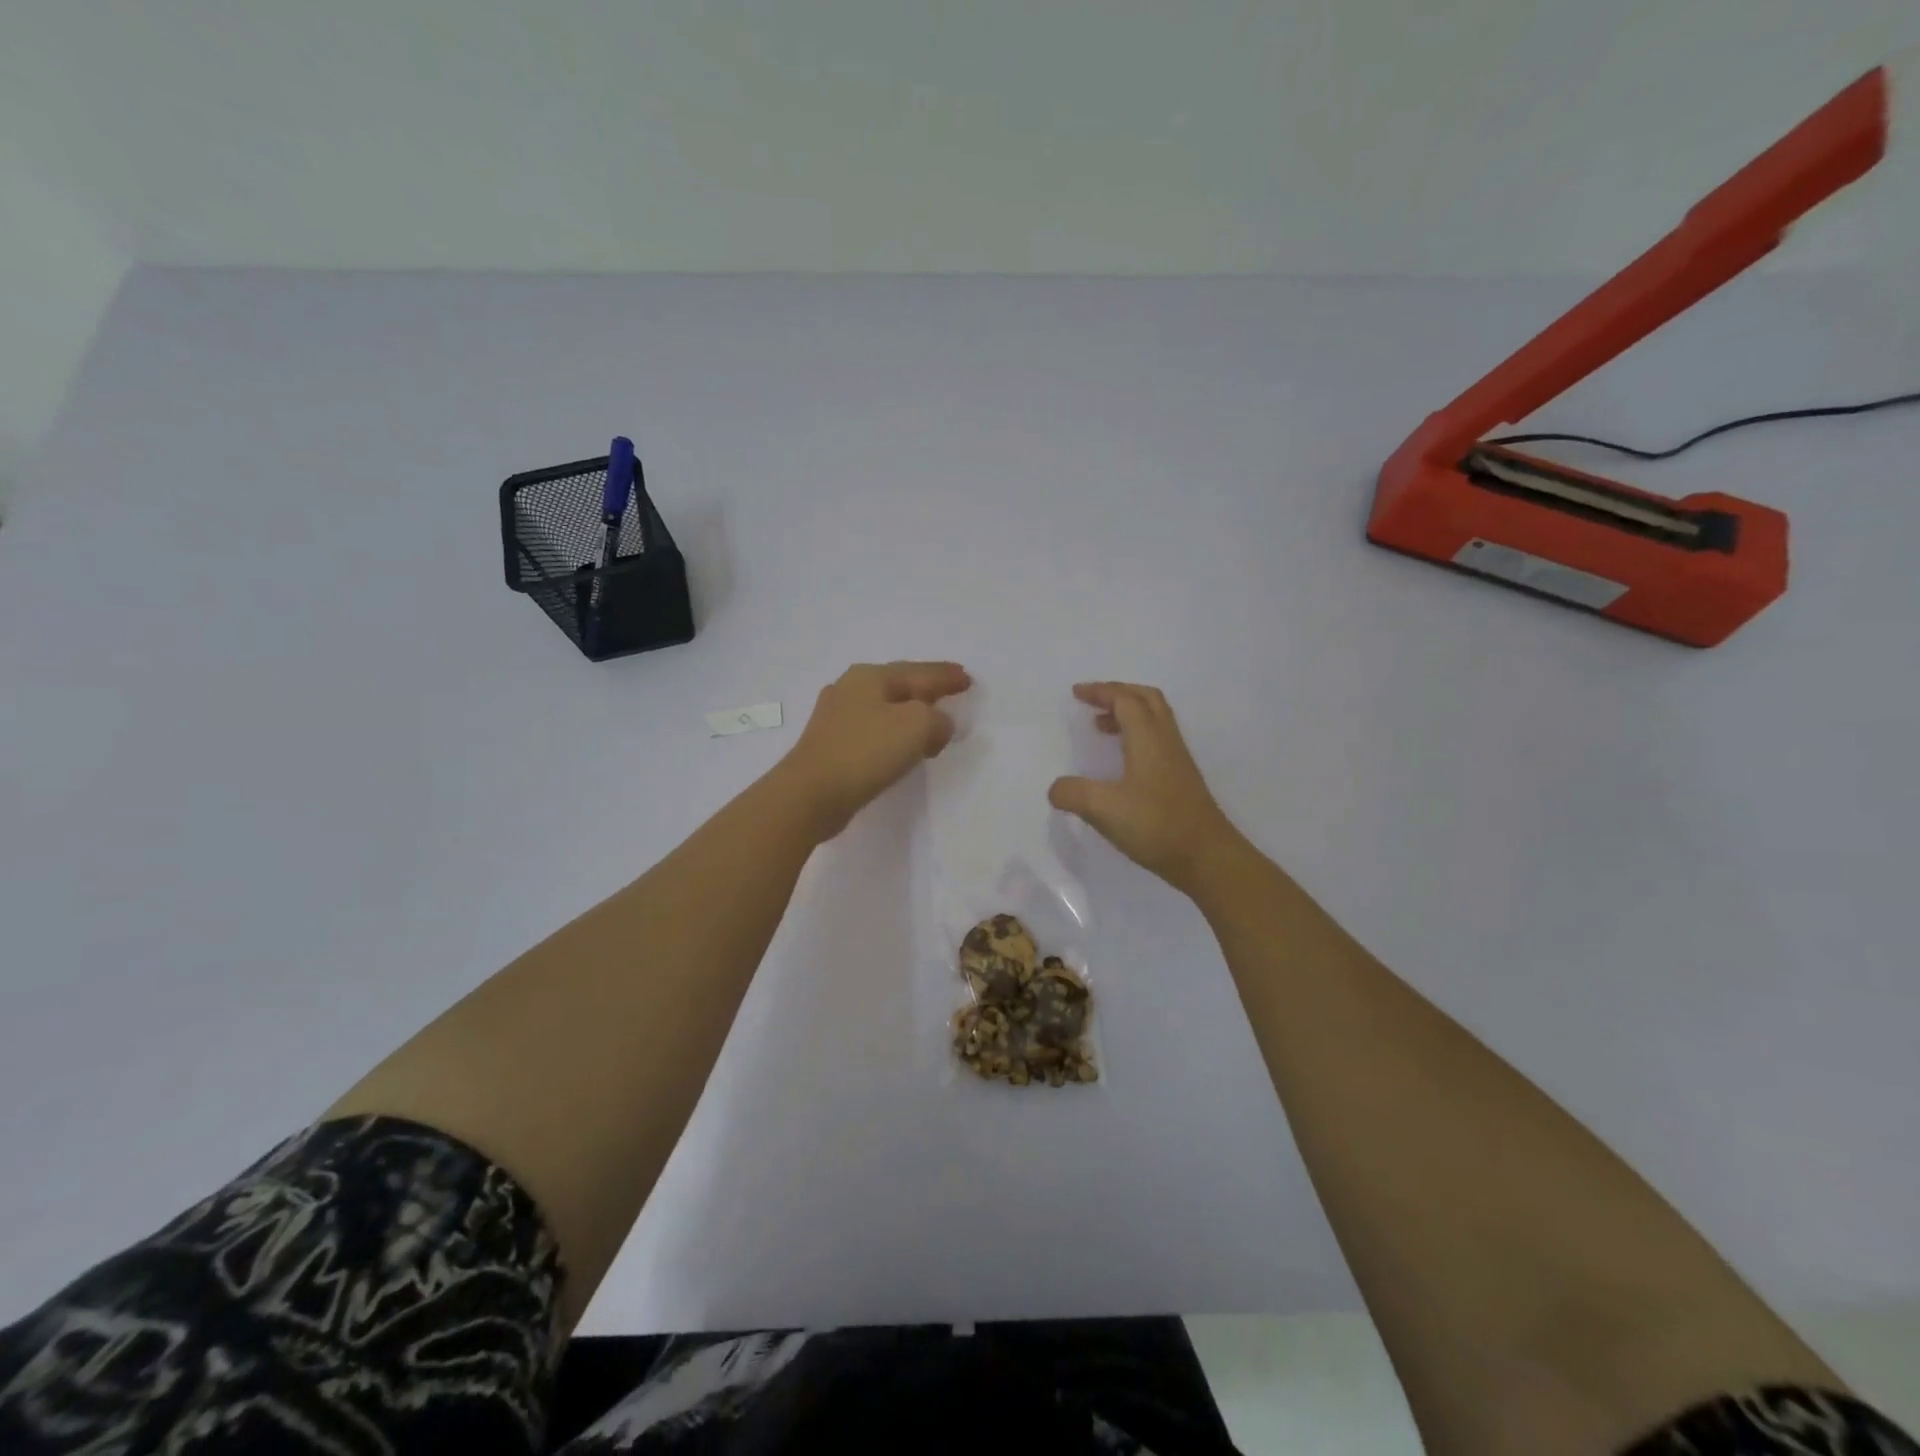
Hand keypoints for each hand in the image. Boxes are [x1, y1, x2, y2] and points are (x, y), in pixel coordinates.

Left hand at [775, 661, 970, 839]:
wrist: (810, 794)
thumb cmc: (866, 752)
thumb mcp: (917, 726)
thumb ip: (938, 719)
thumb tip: (938, 725)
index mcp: (870, 677)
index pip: (919, 672)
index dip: (946, 676)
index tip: (967, 679)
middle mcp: (850, 689)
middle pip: (900, 685)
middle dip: (927, 690)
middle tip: (952, 692)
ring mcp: (836, 717)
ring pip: (885, 708)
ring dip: (911, 714)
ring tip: (933, 723)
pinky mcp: (831, 745)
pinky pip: (874, 730)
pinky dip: (894, 734)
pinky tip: (902, 746)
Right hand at [1049, 682, 1245, 894]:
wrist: (1208, 857)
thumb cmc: (1156, 825)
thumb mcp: (1104, 809)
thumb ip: (1073, 794)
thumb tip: (1055, 789)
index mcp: (1148, 739)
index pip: (1125, 700)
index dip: (1100, 692)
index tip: (1076, 694)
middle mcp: (1166, 742)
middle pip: (1146, 700)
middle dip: (1118, 694)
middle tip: (1092, 703)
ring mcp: (1177, 761)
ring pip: (1155, 720)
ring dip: (1128, 715)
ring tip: (1101, 728)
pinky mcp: (1181, 780)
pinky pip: (1157, 741)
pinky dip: (1136, 737)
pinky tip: (1121, 764)